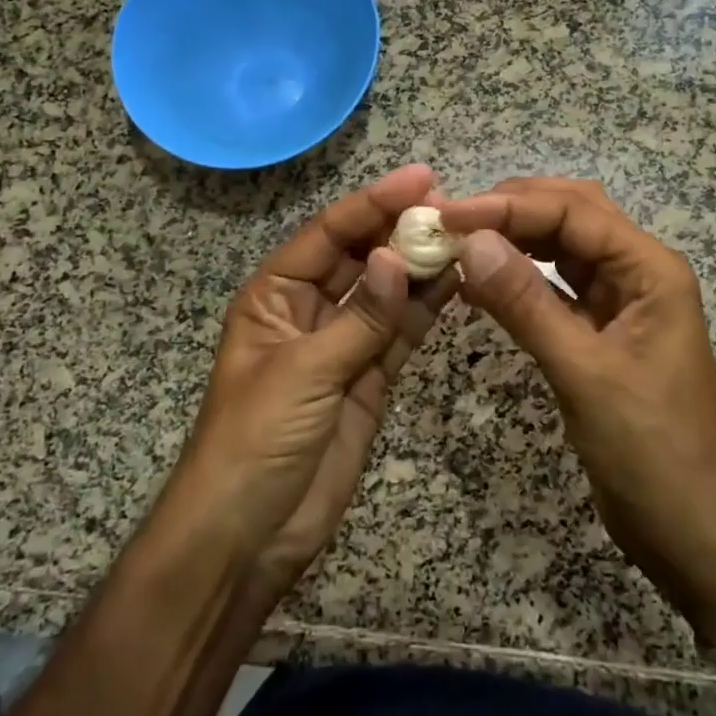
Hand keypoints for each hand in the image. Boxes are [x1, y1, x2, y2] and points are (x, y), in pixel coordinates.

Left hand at [169, 165, 457, 611]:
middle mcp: (308, 309)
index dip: (373, 203)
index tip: (422, 178)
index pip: (328, 233)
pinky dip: (427, 311)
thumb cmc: (255, 441)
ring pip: (387, 293)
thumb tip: (399, 257)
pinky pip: (400, 334)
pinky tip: (458, 284)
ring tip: (468, 238)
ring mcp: (342, 345)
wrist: (247, 537)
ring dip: (422, 268)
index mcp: (275, 294)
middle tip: (456, 206)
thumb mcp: (303, 371)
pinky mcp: (369, 379)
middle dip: (402, 230)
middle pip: (360, 257)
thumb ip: (359, 316)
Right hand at [437, 178, 715, 646]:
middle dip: (513, 208)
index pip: (574, 211)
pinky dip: (519, 277)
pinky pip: (556, 286)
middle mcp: (638, 271)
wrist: (687, 527)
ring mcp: (621, 300)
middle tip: (451, 217)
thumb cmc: (647, 449)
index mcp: (650, 269)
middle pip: (572, 215)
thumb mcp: (583, 372)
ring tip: (460, 238)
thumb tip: (471, 241)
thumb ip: (526, 303)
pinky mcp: (601, 329)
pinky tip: (480, 281)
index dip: (509, 206)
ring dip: (514, 237)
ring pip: (563, 246)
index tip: (450, 214)